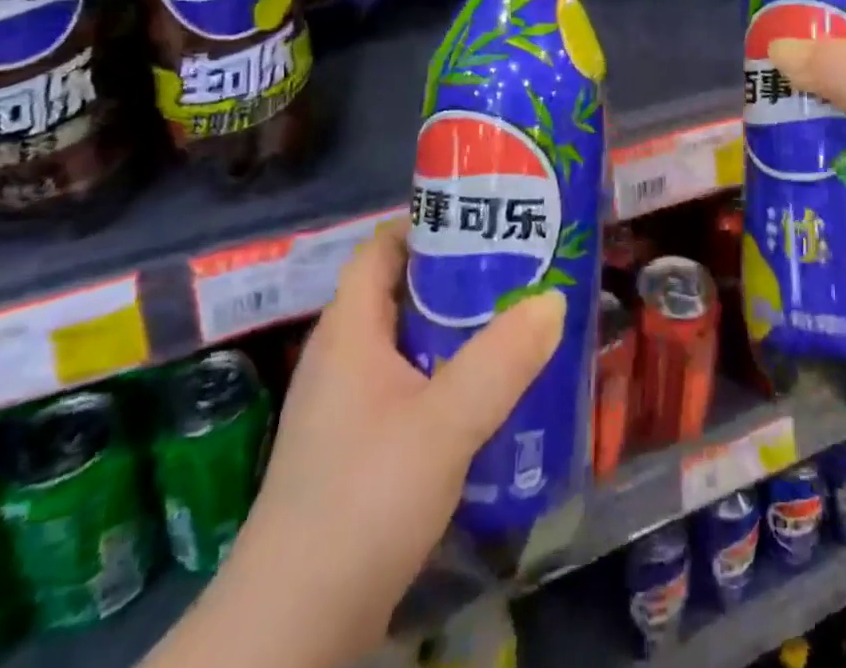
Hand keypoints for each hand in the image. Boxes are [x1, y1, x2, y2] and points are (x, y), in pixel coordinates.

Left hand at [247, 221, 564, 660]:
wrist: (292, 630)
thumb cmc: (363, 500)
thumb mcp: (445, 422)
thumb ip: (502, 359)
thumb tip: (553, 300)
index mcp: (350, 329)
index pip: (382, 247)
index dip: (429, 223)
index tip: (485, 218)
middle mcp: (343, 357)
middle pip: (402, 292)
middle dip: (459, 278)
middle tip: (520, 271)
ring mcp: (347, 407)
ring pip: (410, 345)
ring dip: (459, 333)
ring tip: (517, 325)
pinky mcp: (358, 451)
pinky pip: (410, 389)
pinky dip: (448, 379)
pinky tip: (490, 398)